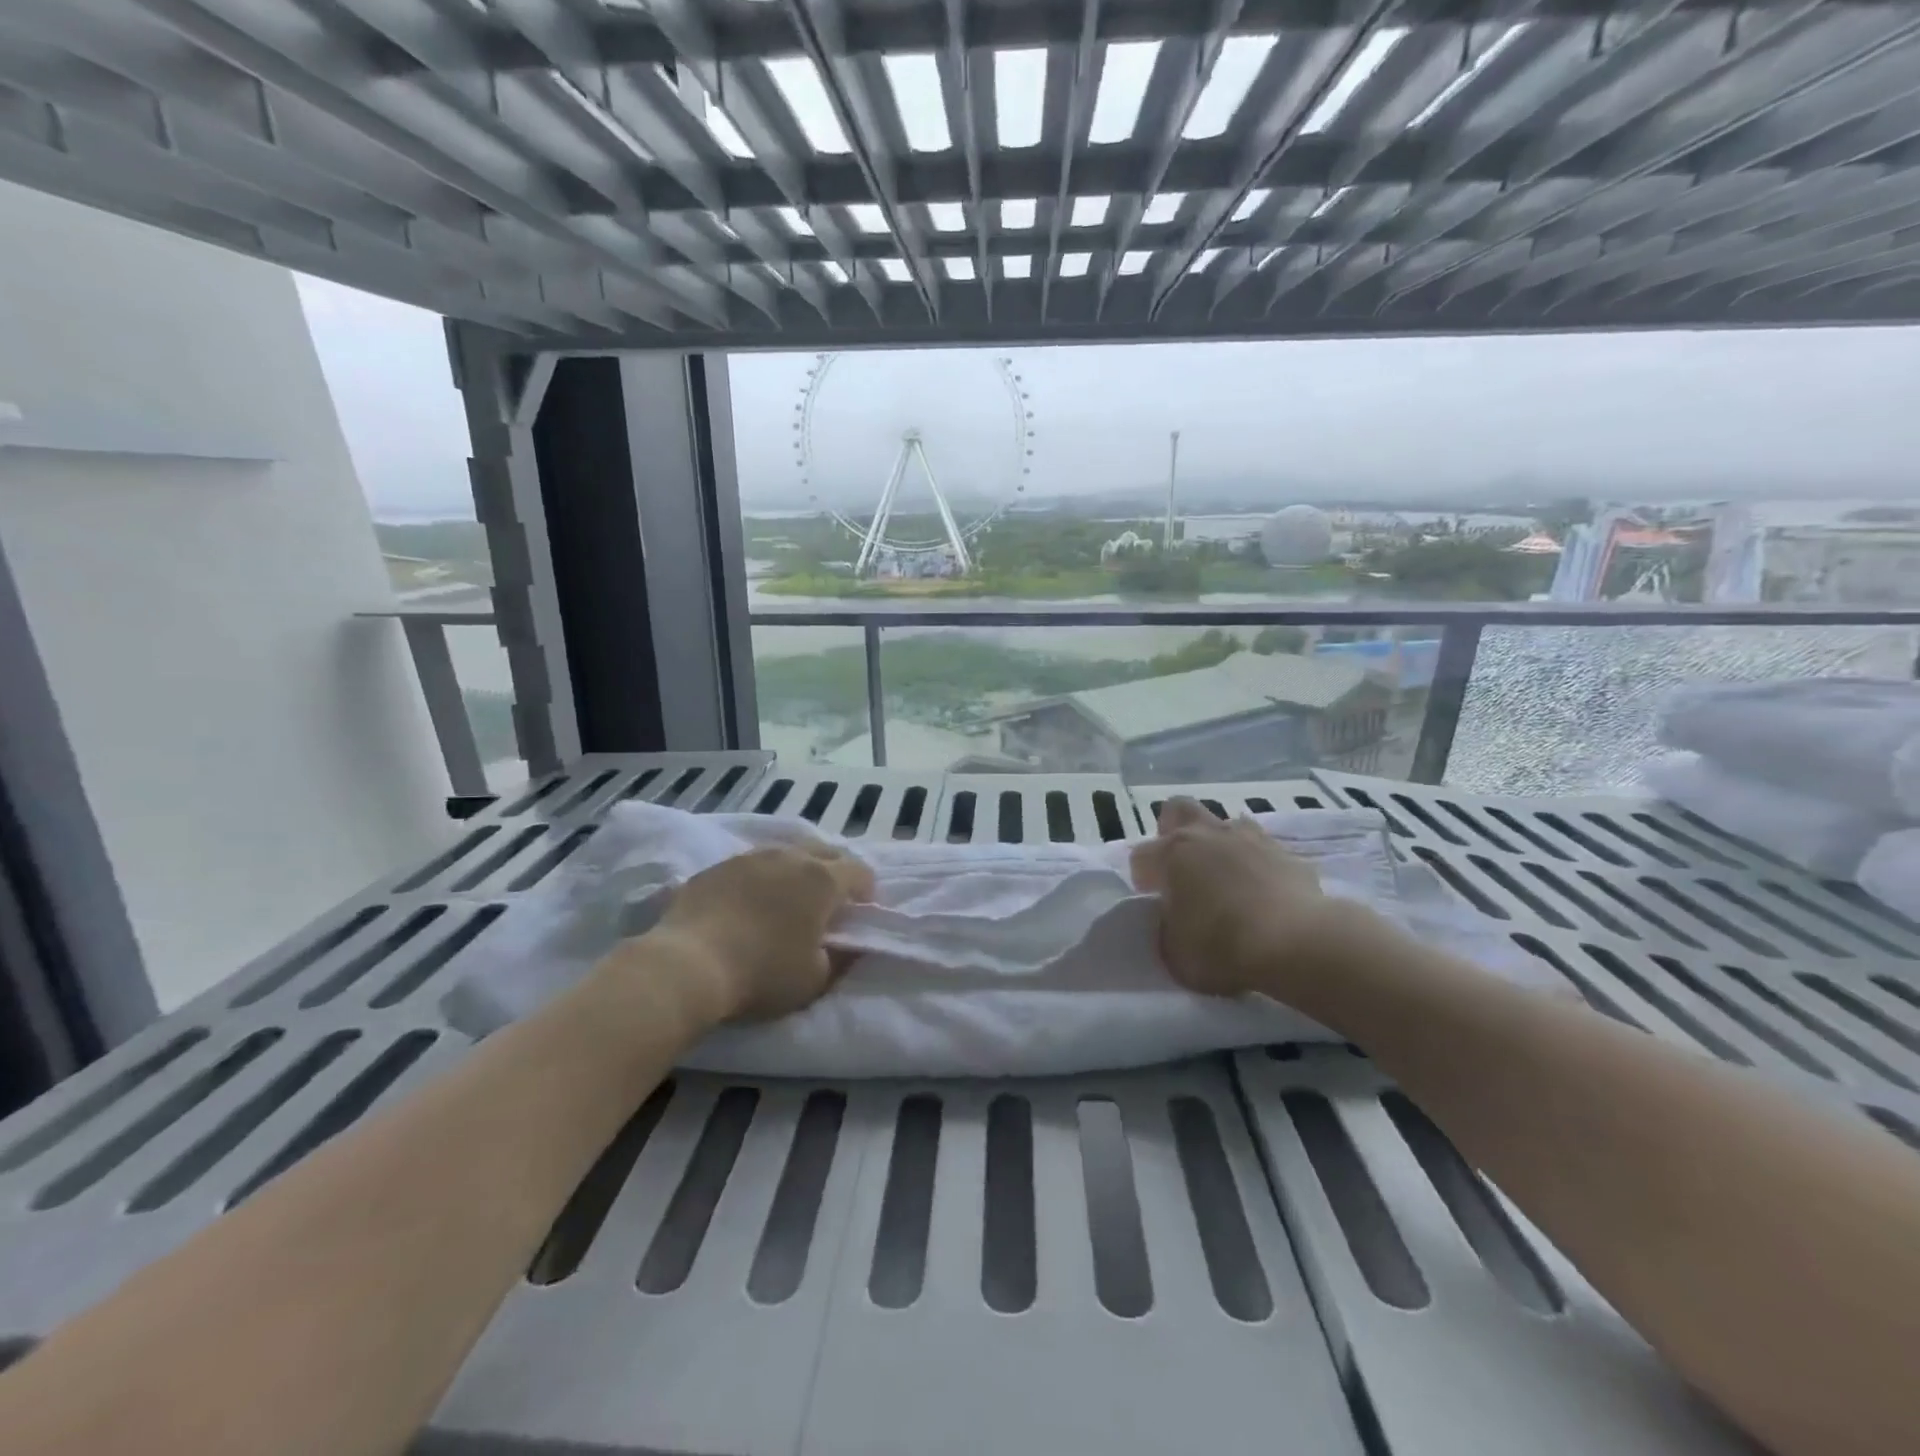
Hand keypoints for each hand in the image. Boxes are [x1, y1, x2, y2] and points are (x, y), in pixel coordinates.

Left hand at [650, 844, 875, 1021]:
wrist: (688, 964)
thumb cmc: (762, 974)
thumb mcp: (816, 979)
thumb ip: (840, 957)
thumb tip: (847, 945)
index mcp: (823, 880)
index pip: (860, 872)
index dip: (866, 892)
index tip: (859, 914)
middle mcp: (790, 857)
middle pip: (826, 852)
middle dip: (835, 872)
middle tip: (829, 903)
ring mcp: (751, 857)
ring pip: (787, 853)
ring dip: (796, 871)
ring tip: (787, 900)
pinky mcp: (717, 866)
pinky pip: (752, 864)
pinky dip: (761, 878)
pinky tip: (749, 903)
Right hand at [1130, 797, 1356, 999]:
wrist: (1298, 944)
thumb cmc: (1222, 947)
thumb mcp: (1174, 952)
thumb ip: (1168, 927)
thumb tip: (1175, 919)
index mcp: (1172, 853)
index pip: (1141, 855)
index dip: (1143, 878)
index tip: (1154, 900)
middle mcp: (1207, 835)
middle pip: (1179, 810)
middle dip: (1173, 831)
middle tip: (1180, 867)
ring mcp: (1250, 839)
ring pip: (1226, 824)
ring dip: (1219, 845)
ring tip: (1225, 880)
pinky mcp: (1288, 854)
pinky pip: (1262, 850)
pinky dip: (1257, 866)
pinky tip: (1262, 893)